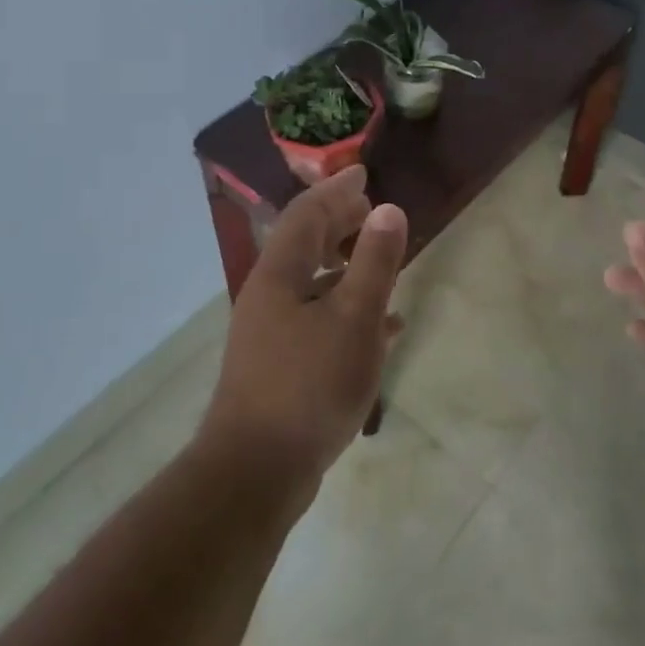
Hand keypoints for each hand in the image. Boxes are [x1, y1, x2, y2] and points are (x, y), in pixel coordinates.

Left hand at [198, 166, 407, 493]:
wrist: (255, 471)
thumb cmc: (309, 385)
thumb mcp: (354, 318)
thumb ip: (374, 262)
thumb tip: (388, 209)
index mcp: (280, 273)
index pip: (307, 214)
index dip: (336, 190)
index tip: (363, 174)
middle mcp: (269, 294)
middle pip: (305, 244)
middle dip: (339, 223)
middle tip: (371, 211)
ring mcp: (271, 332)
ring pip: (312, 282)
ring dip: (345, 265)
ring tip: (380, 260)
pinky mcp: (279, 365)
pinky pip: (318, 319)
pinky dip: (347, 309)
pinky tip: (381, 328)